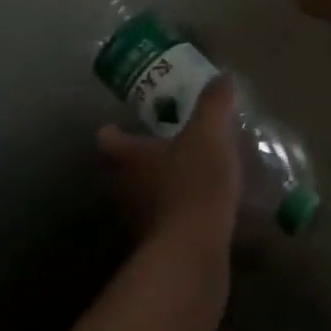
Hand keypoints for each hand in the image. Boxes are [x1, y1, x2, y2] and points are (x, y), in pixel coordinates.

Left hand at [98, 79, 241, 251]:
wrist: (194, 254)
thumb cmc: (194, 183)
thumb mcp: (209, 133)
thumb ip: (214, 103)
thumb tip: (221, 76)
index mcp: (131, 159)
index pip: (109, 141)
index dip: (112, 131)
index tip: (116, 124)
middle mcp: (128, 190)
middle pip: (124, 170)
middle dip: (140, 159)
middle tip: (162, 143)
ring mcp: (142, 222)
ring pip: (145, 196)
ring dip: (161, 185)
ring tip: (188, 172)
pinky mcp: (163, 246)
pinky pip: (169, 220)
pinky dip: (181, 210)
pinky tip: (204, 204)